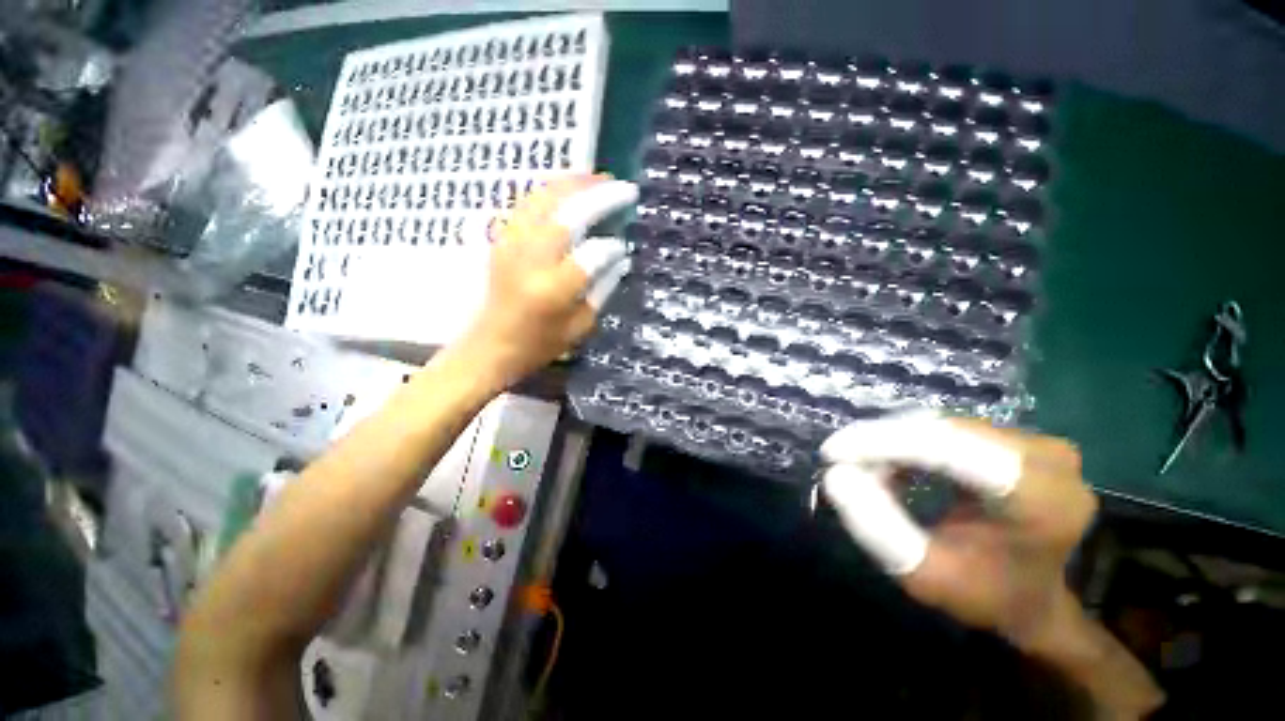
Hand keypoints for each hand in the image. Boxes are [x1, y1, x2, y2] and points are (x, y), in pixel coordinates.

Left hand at [459, 173, 631, 387]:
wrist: (490, 345)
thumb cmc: (539, 344)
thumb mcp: (580, 327)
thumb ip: (602, 289)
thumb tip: (619, 258)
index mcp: (553, 289)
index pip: (591, 254)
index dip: (611, 247)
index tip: (623, 245)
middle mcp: (530, 260)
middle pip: (567, 215)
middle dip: (598, 196)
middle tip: (622, 187)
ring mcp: (511, 244)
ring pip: (544, 199)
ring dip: (574, 185)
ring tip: (598, 179)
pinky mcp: (502, 238)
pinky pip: (528, 203)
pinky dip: (551, 191)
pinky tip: (568, 190)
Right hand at [820, 412, 1163, 717]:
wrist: (1036, 596)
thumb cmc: (985, 594)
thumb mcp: (925, 576)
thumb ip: (879, 529)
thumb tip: (835, 475)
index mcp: (1042, 499)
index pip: (950, 449)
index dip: (884, 443)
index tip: (832, 453)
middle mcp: (1047, 456)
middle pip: (942, 432)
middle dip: (882, 444)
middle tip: (842, 464)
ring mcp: (1037, 442)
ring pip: (940, 426)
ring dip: (893, 443)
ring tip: (864, 470)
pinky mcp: (1019, 437)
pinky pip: (949, 430)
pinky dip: (910, 443)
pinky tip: (890, 464)